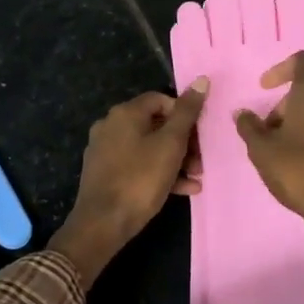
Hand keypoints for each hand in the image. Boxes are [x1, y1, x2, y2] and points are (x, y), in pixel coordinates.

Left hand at [52, 80, 206, 281]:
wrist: (102, 224)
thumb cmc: (140, 179)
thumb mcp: (171, 144)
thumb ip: (187, 113)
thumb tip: (201, 80)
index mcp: (125, 113)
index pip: (161, 99)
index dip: (184, 113)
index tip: (200, 135)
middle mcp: (111, 126)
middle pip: (155, 124)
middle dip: (183, 142)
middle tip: (201, 161)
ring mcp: (106, 151)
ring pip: (149, 147)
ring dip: (176, 160)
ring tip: (197, 178)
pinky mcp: (105, 173)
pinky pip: (138, 165)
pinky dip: (160, 172)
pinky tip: (184, 190)